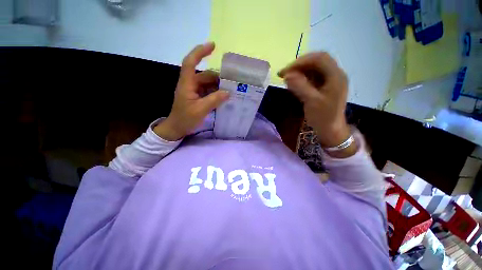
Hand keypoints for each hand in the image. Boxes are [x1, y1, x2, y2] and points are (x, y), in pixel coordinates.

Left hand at [154, 42, 228, 140]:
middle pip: (204, 75)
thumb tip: (227, 92)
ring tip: (230, 90)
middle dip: (217, 77)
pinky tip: (224, 96)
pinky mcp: (197, 97)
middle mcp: (190, 84)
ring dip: (218, 86)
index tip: (213, 46)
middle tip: (232, 82)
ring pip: (208, 83)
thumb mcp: (200, 110)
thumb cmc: (185, 119)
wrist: (177, 128)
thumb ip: (214, 100)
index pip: (190, 62)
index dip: (200, 52)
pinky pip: (208, 91)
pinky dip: (216, 92)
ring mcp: (194, 91)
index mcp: (187, 84)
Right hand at [278, 52, 354, 156]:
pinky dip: (301, 78)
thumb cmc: (323, 117)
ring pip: (313, 68)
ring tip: (286, 79)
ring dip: (299, 71)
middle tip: (284, 74)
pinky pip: (312, 77)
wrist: (330, 130)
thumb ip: (300, 86)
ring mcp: (330, 80)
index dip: (301, 62)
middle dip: (299, 66)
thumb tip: (287, 74)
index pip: (319, 59)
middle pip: (316, 61)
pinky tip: (294, 84)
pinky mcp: (324, 86)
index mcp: (336, 76)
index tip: (286, 71)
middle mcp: (335, 74)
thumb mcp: (311, 102)